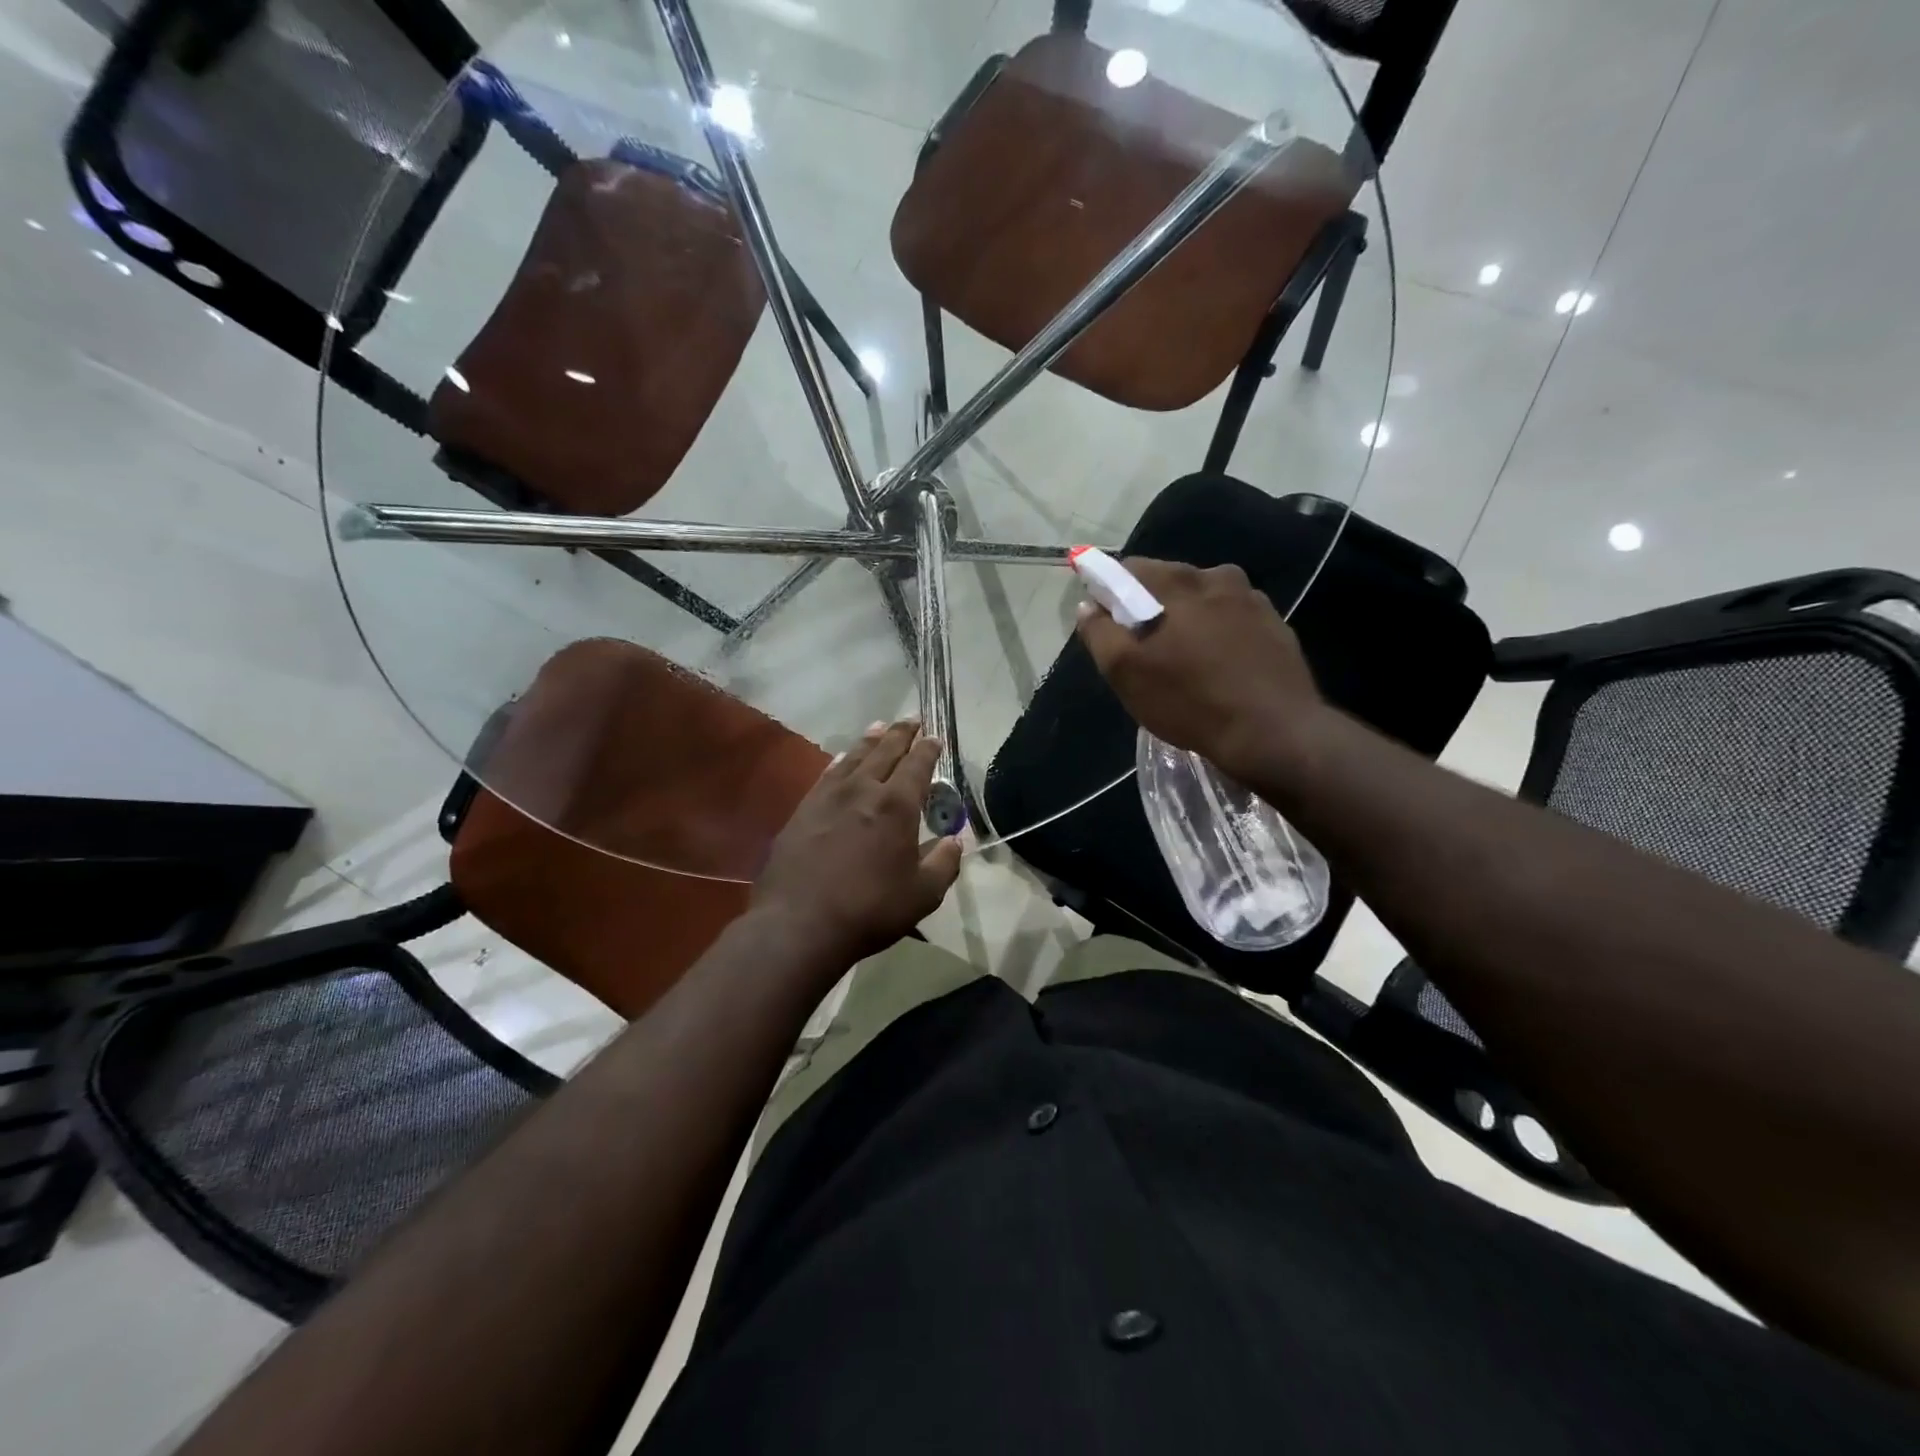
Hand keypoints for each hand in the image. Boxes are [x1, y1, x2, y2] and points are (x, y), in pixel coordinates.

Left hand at [753, 719, 963, 966]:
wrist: (798, 923)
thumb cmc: (869, 909)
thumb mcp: (922, 895)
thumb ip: (943, 864)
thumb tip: (955, 841)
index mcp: (897, 805)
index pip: (917, 765)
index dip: (928, 749)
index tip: (935, 737)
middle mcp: (863, 790)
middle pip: (885, 751)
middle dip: (901, 733)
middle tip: (911, 720)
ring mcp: (828, 797)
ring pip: (854, 757)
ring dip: (871, 740)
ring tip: (880, 727)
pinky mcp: (803, 810)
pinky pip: (827, 774)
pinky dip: (841, 761)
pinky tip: (843, 760)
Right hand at [1074, 557, 1326, 782]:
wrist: (1274, 733)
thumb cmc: (1190, 701)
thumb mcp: (1126, 673)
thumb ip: (1100, 633)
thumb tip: (1089, 607)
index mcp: (1178, 581)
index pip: (1128, 569)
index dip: (1110, 594)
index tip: (1109, 627)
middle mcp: (1218, 577)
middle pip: (1168, 584)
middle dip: (1150, 610)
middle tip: (1145, 654)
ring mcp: (1253, 600)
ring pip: (1203, 602)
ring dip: (1187, 622)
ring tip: (1184, 665)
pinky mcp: (1276, 626)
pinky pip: (1232, 621)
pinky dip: (1218, 636)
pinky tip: (1218, 671)